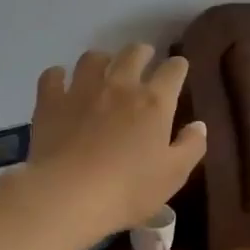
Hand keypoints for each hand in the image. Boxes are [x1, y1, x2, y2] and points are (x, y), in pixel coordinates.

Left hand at [17, 44, 206, 247]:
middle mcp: (120, 86)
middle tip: (144, 60)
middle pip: (134, 53)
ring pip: (93, 58)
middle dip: (143, 53)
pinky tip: (61, 83)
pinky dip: (59, 76)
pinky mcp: (51, 102)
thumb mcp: (174, 174)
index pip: (173, 70)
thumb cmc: (129, 189)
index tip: (178, 70)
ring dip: (102, 60)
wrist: (69, 195)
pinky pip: (53, 76)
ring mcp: (82, 90)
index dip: (178, 67)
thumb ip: (191, 146)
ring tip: (103, 69)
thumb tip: (199, 125)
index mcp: (154, 102)